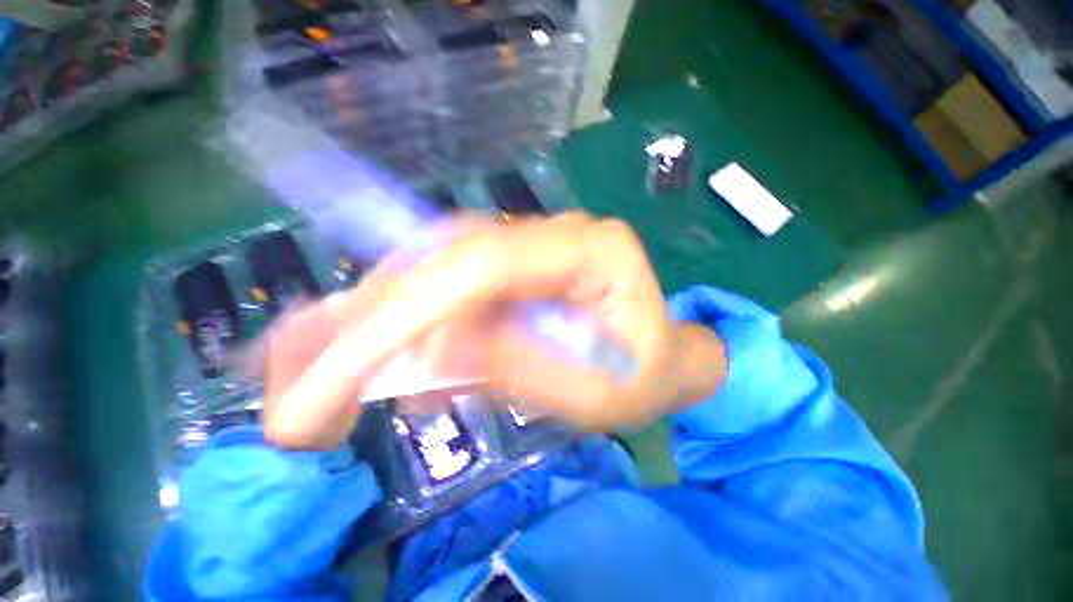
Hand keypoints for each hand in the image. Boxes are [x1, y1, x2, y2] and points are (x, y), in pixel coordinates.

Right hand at [262, 213, 726, 448]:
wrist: (663, 360)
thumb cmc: (644, 380)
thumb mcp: (592, 395)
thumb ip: (516, 367)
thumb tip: (428, 350)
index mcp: (594, 252)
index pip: (485, 265)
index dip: (408, 310)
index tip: (336, 368)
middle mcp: (559, 231)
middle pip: (453, 257)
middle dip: (378, 311)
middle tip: (303, 372)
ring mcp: (536, 242)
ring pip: (442, 263)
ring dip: (381, 311)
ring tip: (320, 362)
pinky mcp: (520, 263)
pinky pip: (454, 279)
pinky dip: (411, 313)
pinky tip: (377, 346)